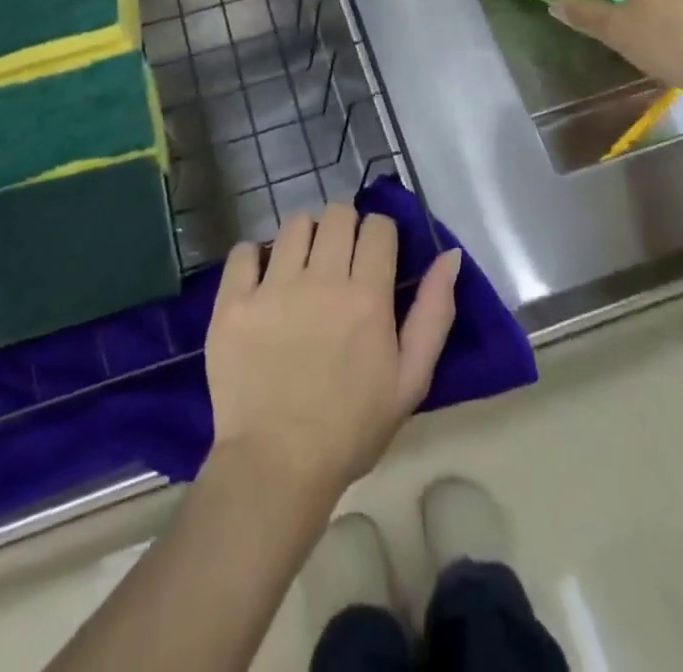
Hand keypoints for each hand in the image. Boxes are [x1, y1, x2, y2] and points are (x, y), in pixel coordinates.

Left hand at [206, 202, 461, 504]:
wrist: (276, 468)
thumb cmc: (351, 427)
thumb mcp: (410, 379)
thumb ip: (434, 313)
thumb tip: (449, 255)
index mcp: (366, 296)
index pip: (378, 226)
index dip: (381, 234)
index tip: (376, 254)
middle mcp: (321, 280)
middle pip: (337, 214)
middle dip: (345, 227)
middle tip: (340, 258)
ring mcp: (272, 288)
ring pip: (294, 224)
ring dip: (305, 236)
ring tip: (303, 266)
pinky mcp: (233, 302)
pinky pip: (244, 250)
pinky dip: (254, 256)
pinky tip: (261, 279)